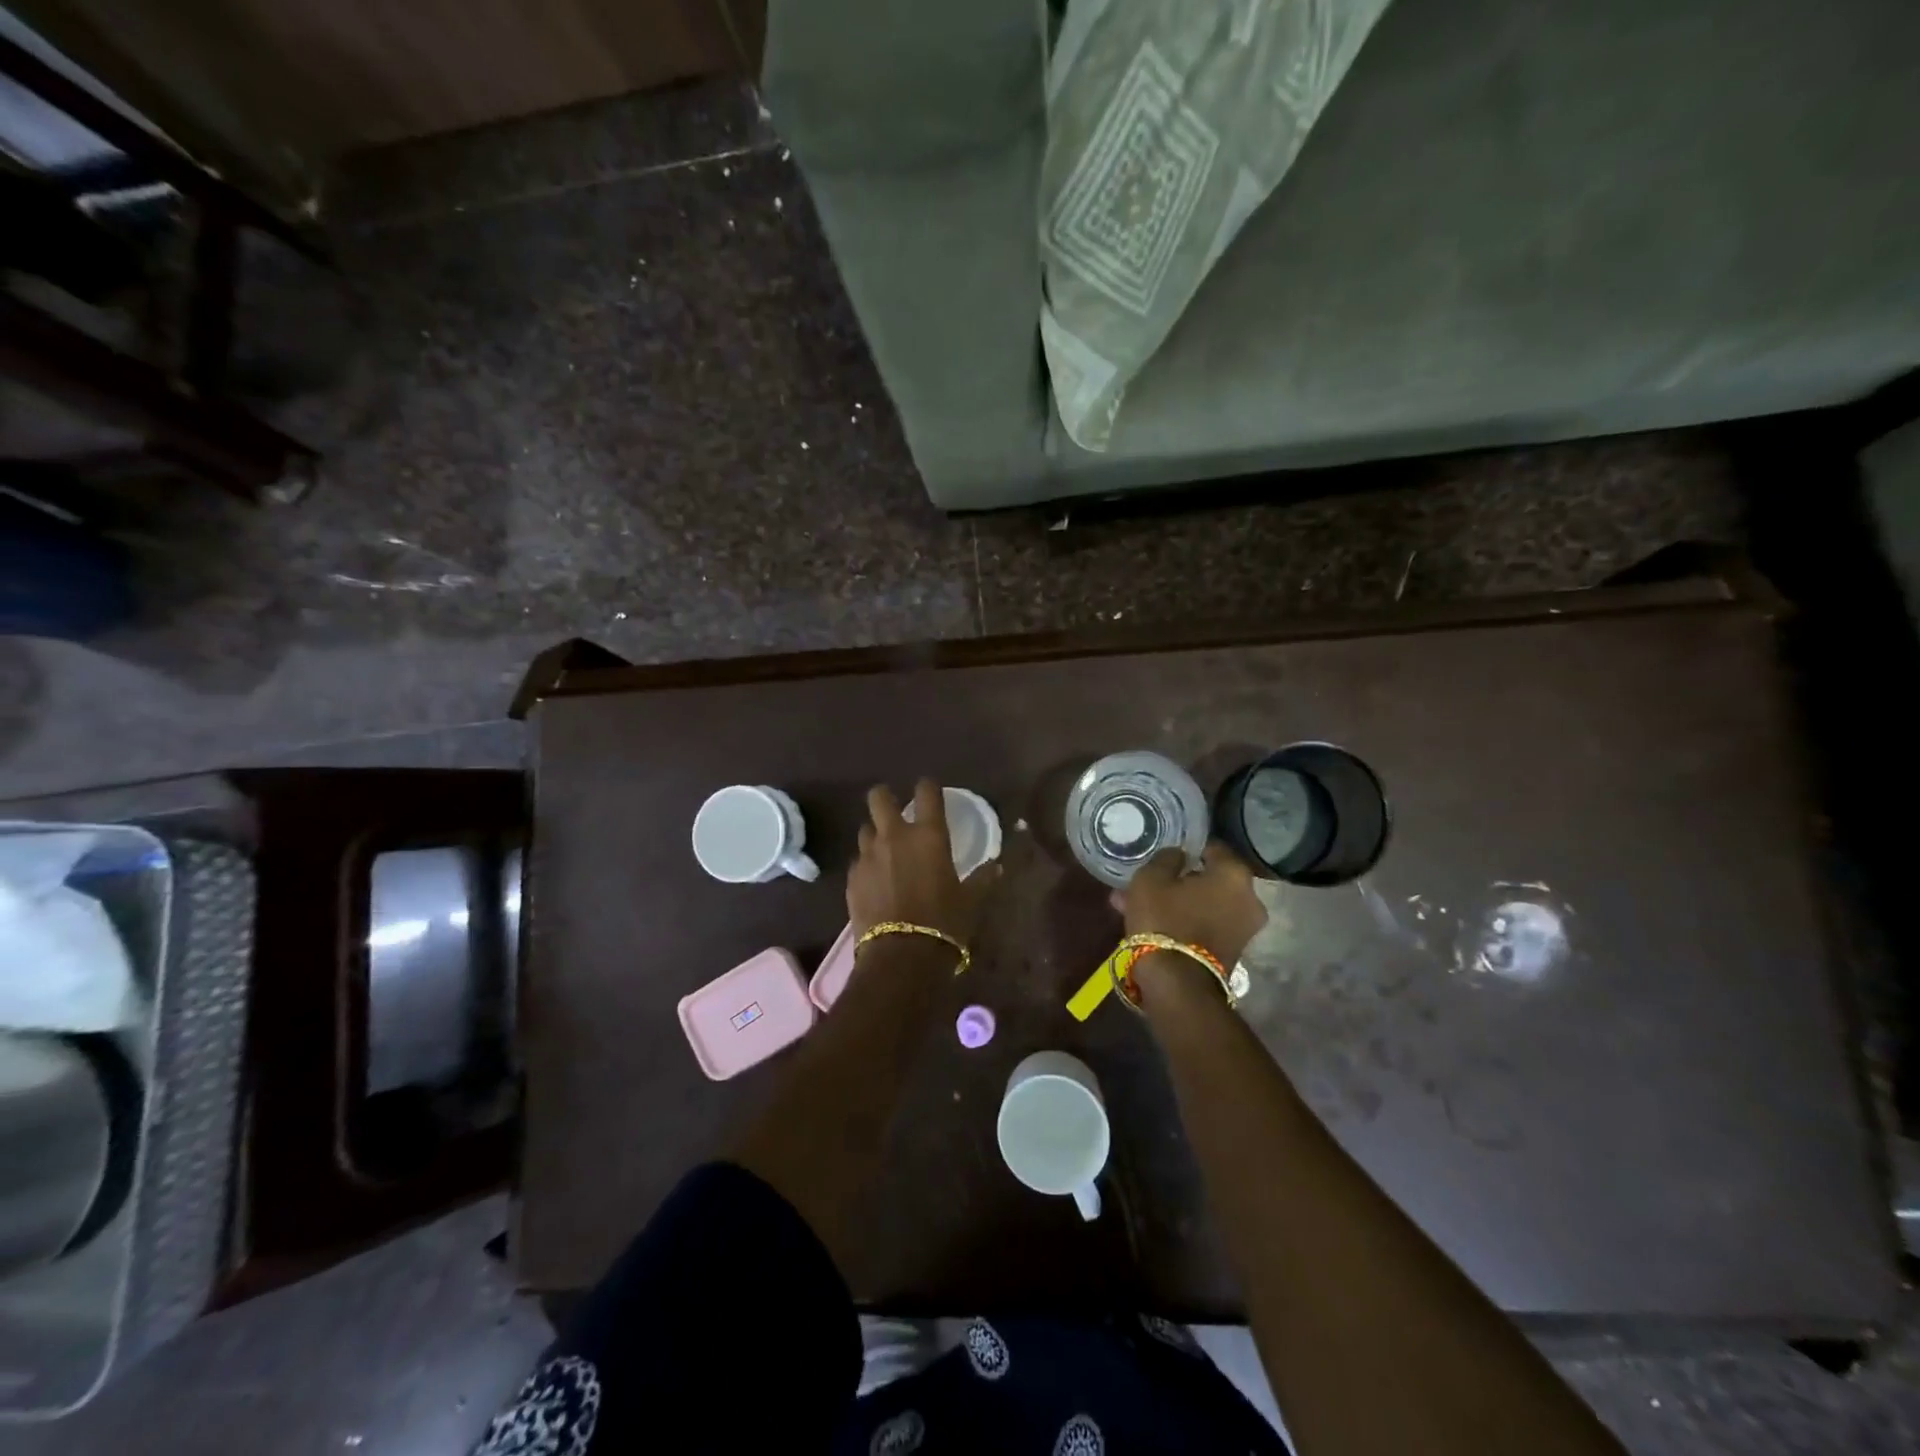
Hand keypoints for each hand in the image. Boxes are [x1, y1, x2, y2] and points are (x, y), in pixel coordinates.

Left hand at [847, 780, 1001, 943]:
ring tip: (885, 850)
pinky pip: (858, 861)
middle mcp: (894, 837)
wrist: (901, 956)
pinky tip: (875, 881)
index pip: (926, 792)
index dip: (928, 787)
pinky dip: (867, 865)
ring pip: (865, 829)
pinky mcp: (852, 879)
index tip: (930, 790)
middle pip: (878, 798)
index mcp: (928, 835)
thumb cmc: (945, 923)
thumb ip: (982, 879)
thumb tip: (996, 866)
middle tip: (894, 809)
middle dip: (885, 797)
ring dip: (875, 834)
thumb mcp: (970, 900)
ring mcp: (868, 856)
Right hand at [1121, 843, 1267, 967]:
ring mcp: (1246, 928)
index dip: (1188, 847)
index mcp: (1234, 874)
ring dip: (1179, 902)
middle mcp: (1250, 898)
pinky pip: (1207, 925)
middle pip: (1210, 880)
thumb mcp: (1151, 878)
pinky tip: (1155, 924)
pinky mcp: (1234, 952)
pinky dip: (1186, 921)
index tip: (1167, 853)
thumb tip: (1178, 855)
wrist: (1177, 984)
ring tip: (1141, 905)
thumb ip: (1167, 858)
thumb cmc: (1164, 920)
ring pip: (1205, 904)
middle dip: (1180, 880)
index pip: (1213, 847)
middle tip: (1151, 882)